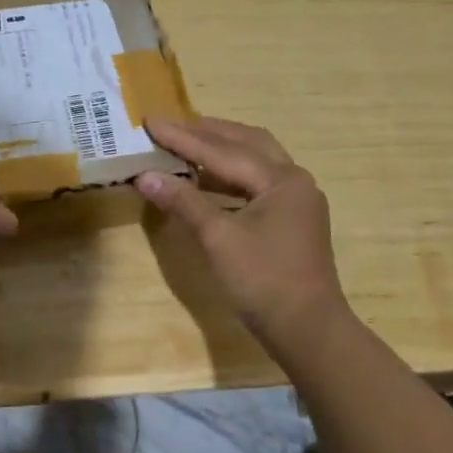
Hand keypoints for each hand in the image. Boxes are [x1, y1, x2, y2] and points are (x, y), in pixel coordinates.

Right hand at [136, 117, 351, 353]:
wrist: (308, 331)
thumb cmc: (264, 281)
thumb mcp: (219, 239)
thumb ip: (184, 202)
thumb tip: (145, 176)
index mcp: (281, 179)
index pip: (222, 150)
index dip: (182, 137)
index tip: (150, 121)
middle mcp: (293, 180)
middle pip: (246, 142)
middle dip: (206, 132)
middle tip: (169, 124)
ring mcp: (296, 200)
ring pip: (255, 160)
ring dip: (220, 149)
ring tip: (185, 143)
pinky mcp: (292, 219)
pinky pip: (257, 182)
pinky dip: (230, 175)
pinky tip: (207, 179)